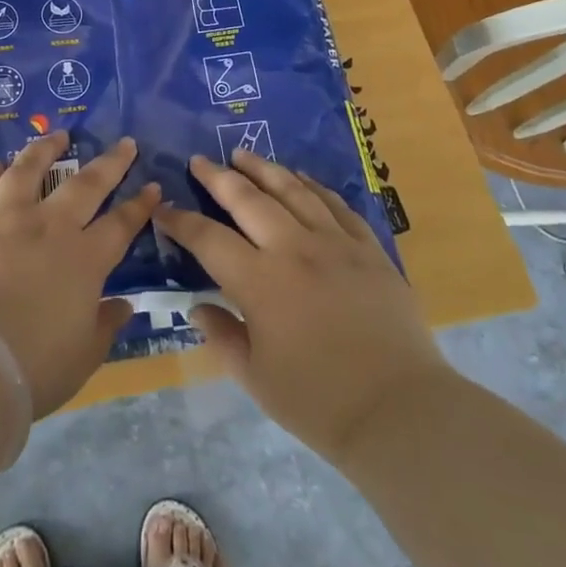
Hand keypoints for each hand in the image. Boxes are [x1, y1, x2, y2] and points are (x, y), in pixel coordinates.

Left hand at [0, 132, 157, 416]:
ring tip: (56, 134)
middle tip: (123, 143)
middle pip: (84, 185)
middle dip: (109, 162)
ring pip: (27, 171)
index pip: (120, 224)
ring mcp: (3, 220)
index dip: (139, 205)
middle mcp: (47, 227)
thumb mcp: (84, 355)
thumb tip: (123, 305)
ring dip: (44, 149)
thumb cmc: (33, 367)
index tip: (152, 186)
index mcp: (83, 259)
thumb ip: (105, 325)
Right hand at [154, 151, 448, 466]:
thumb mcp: (255, 378)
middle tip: (199, 160)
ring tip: (244, 154)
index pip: (208, 239)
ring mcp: (335, 244)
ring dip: (264, 169)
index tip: (163, 209)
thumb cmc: (319, 402)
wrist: (402, 412)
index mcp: (260, 282)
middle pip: (248, 200)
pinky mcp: (369, 250)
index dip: (181, 222)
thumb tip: (198, 307)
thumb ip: (222, 336)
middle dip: (218, 177)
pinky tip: (302, 178)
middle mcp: (294, 250)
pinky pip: (336, 206)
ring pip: (293, 191)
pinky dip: (314, 187)